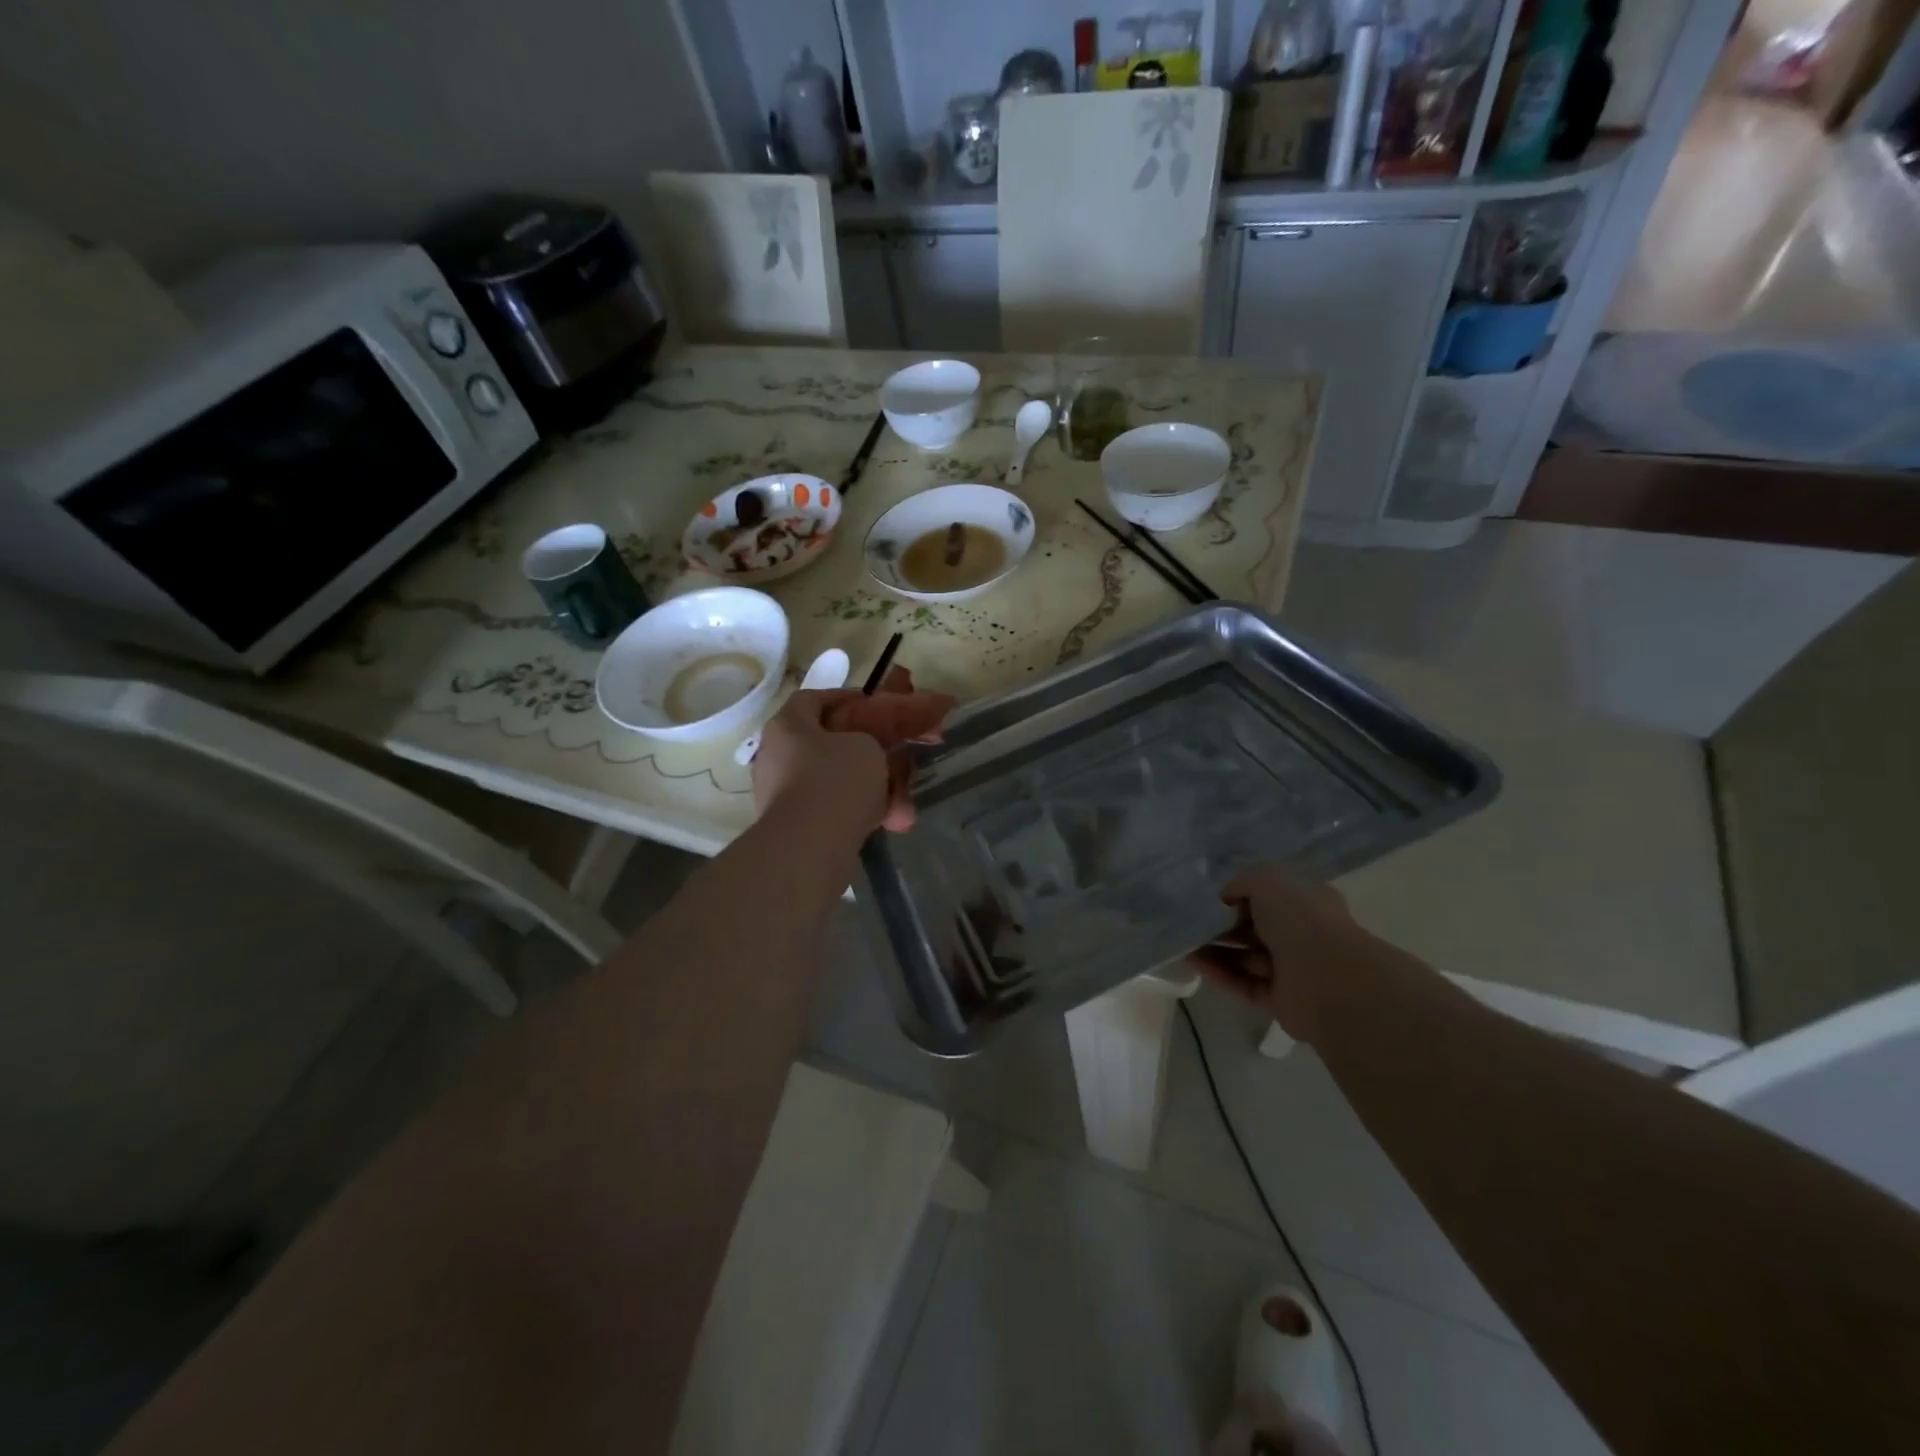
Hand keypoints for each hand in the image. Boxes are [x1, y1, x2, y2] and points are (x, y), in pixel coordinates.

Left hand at [750, 666, 953, 832]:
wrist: (810, 846)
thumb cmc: (837, 780)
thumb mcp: (867, 746)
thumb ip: (870, 739)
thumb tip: (865, 750)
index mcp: (788, 726)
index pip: (813, 699)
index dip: (845, 698)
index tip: (874, 706)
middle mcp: (778, 755)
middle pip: (828, 744)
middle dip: (867, 752)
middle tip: (895, 756)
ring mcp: (784, 793)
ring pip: (837, 781)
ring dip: (873, 789)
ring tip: (904, 804)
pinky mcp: (795, 826)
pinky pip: (834, 810)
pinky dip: (861, 813)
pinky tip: (893, 823)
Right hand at [1188, 866, 1379, 1045]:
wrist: (1327, 978)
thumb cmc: (1300, 919)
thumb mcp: (1266, 880)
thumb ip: (1243, 882)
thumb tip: (1226, 897)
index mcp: (1308, 902)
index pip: (1272, 896)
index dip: (1241, 895)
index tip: (1211, 897)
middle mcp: (1303, 934)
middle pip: (1256, 928)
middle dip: (1223, 925)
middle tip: (1190, 922)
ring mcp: (1292, 969)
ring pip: (1246, 957)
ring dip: (1215, 950)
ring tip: (1182, 943)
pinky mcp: (1280, 1000)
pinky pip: (1244, 983)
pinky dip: (1219, 973)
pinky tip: (1193, 962)